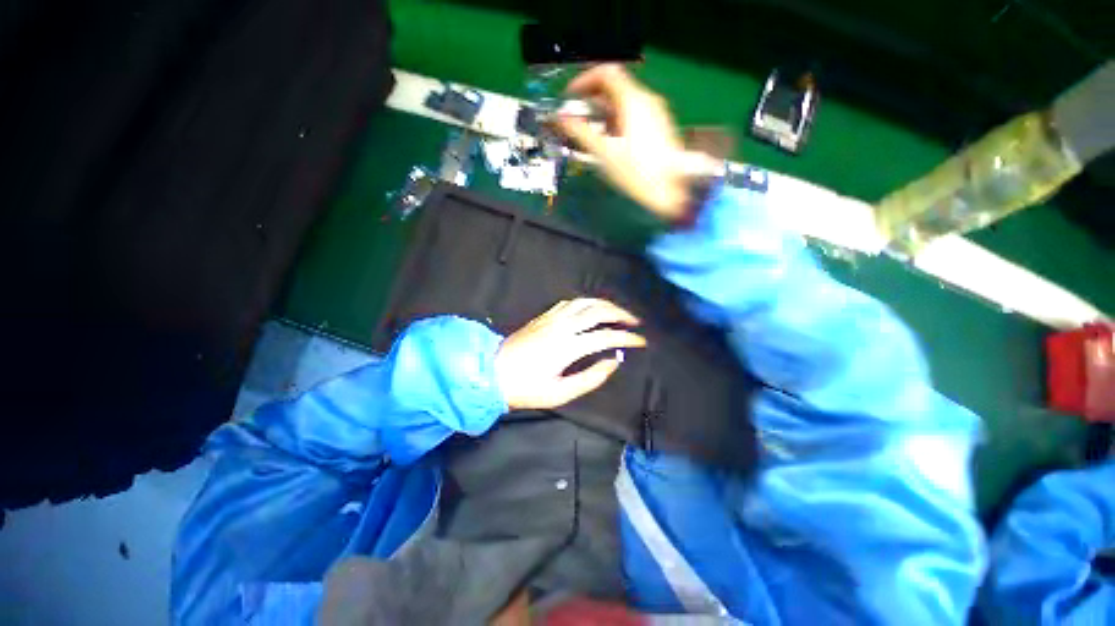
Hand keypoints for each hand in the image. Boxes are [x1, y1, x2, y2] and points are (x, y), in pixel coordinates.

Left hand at [494, 298, 645, 409]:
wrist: (493, 372)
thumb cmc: (526, 388)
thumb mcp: (560, 393)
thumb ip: (591, 378)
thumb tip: (613, 362)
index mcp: (568, 346)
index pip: (605, 336)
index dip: (626, 338)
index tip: (641, 342)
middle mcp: (562, 326)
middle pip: (598, 311)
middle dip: (620, 314)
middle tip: (635, 322)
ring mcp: (551, 318)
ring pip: (584, 302)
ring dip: (605, 304)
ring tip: (618, 313)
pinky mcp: (544, 316)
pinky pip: (570, 302)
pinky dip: (586, 303)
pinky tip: (591, 309)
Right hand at [556, 64, 709, 222]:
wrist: (671, 192)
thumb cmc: (636, 173)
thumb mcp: (605, 154)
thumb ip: (581, 133)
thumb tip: (560, 119)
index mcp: (633, 100)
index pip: (606, 73)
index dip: (584, 80)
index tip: (569, 97)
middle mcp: (647, 99)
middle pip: (615, 86)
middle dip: (592, 97)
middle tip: (576, 115)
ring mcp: (656, 112)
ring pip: (625, 101)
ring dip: (604, 110)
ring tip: (589, 130)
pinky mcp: (660, 126)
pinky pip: (634, 113)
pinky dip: (618, 118)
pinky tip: (610, 139)